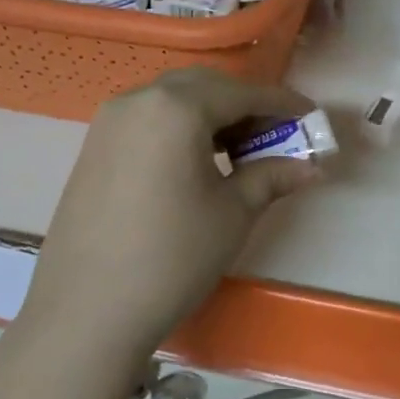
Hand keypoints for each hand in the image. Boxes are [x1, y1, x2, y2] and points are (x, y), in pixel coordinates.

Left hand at [21, 68, 322, 356]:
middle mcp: (138, 99)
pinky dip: (179, 128)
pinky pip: (148, 120)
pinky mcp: (93, 146)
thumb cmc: (173, 256)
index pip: (241, 93)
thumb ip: (272, 177)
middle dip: (244, 105)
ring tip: (237, 153)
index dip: (281, 103)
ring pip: (173, 100)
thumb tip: (312, 167)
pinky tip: (195, 163)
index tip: (310, 116)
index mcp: (177, 108)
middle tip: (274, 136)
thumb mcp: (233, 214)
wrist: (87, 311)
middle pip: (205, 87)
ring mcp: (109, 122)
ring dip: (211, 115)